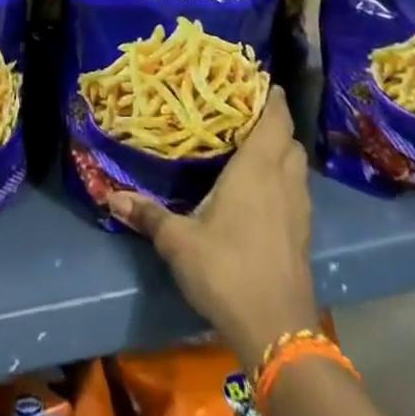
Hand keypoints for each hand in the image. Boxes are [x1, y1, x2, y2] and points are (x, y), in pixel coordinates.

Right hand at [106, 86, 321, 363]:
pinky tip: (263, 190)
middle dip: (276, 123)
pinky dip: (286, 179)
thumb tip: (111, 196)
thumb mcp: (178, 241)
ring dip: (283, 151)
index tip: (260, 82)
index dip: (272, 99)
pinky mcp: (303, 236)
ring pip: (298, 167)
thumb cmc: (227, 271)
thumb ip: (147, 215)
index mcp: (257, 170)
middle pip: (290, 140)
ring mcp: (299, 211)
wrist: (277, 333)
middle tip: (247, 112)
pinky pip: (298, 191)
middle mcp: (284, 182)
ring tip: (255, 145)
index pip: (275, 121)